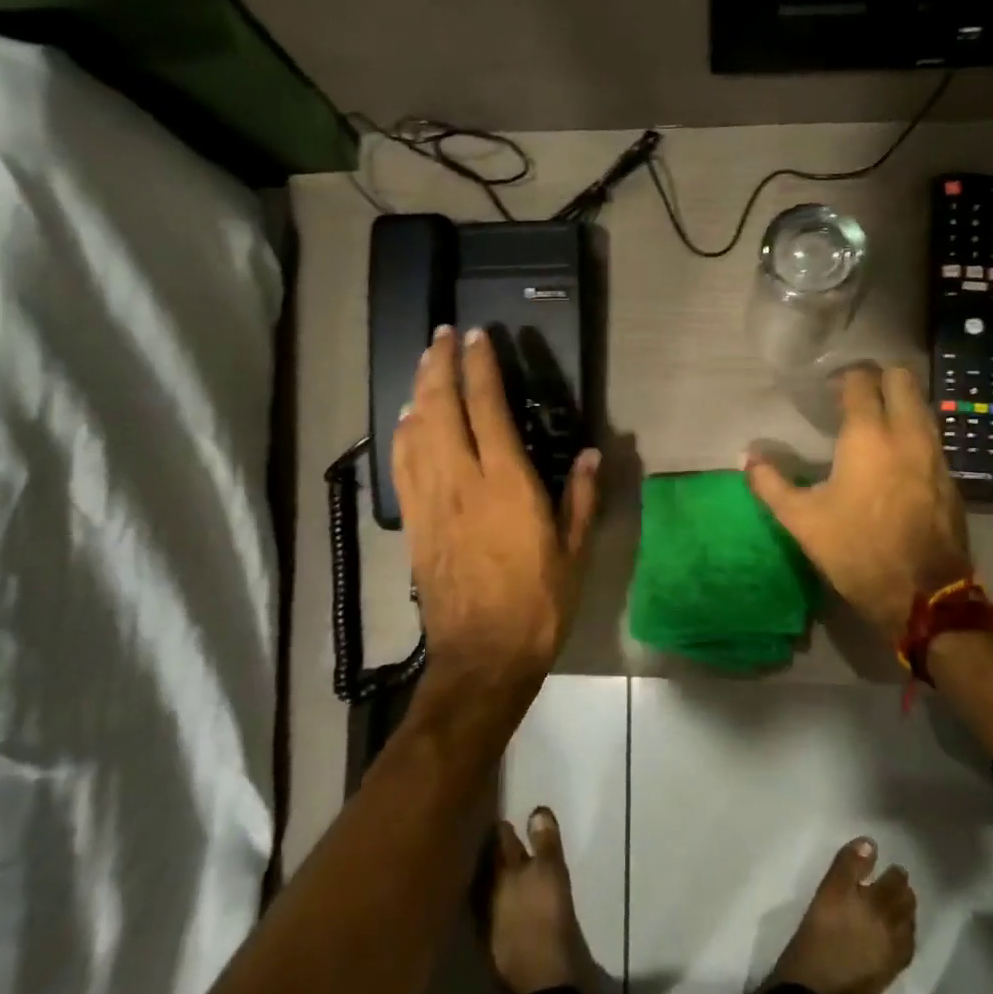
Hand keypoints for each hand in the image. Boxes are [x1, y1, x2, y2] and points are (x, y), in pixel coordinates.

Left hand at [393, 327, 600, 699]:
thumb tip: (590, 453)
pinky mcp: (414, 523)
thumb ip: (579, 498)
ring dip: (418, 391)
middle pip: (440, 408)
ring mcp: (431, 502)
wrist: (482, 658)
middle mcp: (462, 482)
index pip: (487, 409)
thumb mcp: (573, 552)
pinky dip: (403, 432)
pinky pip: (402, 464)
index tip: (477, 337)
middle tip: (441, 335)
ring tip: (424, 364)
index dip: (480, 368)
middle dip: (439, 365)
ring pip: (415, 431)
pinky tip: (406, 419)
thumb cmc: (538, 605)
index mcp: (507, 486)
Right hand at [744, 365, 968, 639]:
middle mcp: (908, 433)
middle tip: (854, 396)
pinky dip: (912, 432)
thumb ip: (770, 483)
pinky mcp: (950, 477)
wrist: (923, 594)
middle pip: (902, 379)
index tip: (828, 388)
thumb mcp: (801, 520)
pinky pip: (931, 436)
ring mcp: (935, 454)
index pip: (862, 381)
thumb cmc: (855, 549)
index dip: (844, 377)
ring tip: (873, 423)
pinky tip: (894, 456)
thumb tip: (747, 457)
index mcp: (869, 435)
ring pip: (921, 406)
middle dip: (879, 378)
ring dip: (899, 403)